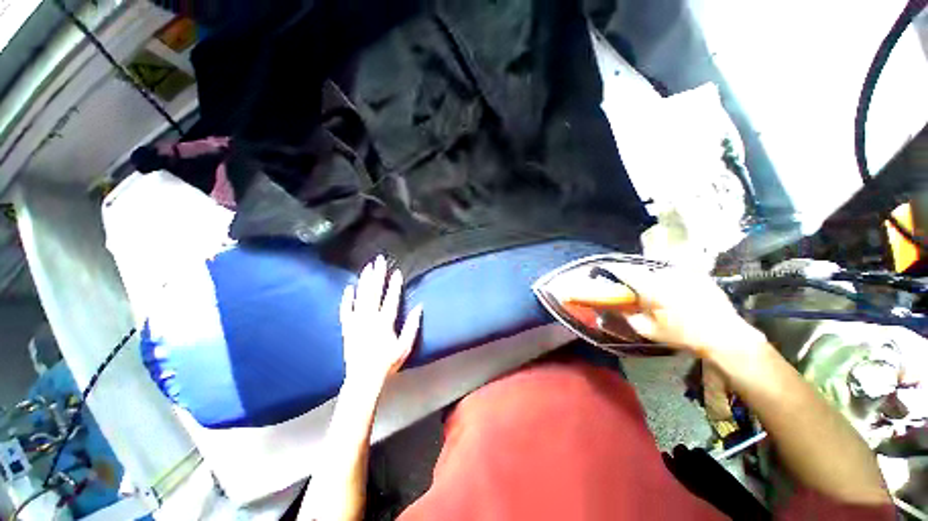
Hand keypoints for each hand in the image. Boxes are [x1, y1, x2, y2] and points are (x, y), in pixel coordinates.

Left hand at [340, 255, 422, 386]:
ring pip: (360, 296)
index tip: (397, 271)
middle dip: (378, 274)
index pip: (391, 299)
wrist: (363, 378)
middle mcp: (369, 318)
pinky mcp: (346, 327)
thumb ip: (412, 326)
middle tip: (379, 259)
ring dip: (364, 280)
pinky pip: (345, 309)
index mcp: (385, 323)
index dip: (394, 284)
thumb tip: (419, 306)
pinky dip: (347, 297)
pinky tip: (349, 286)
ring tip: (367, 266)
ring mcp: (356, 322)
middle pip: (374, 292)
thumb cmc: (387, 362)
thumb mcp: (405, 347)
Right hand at [568, 263, 764, 359]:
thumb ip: (627, 315)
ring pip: (659, 272)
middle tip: (634, 291)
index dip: (612, 271)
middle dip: (635, 278)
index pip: (624, 271)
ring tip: (658, 294)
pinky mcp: (698, 274)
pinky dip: (671, 280)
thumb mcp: (648, 330)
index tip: (603, 272)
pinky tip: (676, 294)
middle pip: (642, 271)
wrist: (724, 335)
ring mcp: (684, 272)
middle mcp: (666, 274)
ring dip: (654, 279)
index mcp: (651, 287)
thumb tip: (614, 305)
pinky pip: (676, 273)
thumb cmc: (682, 335)